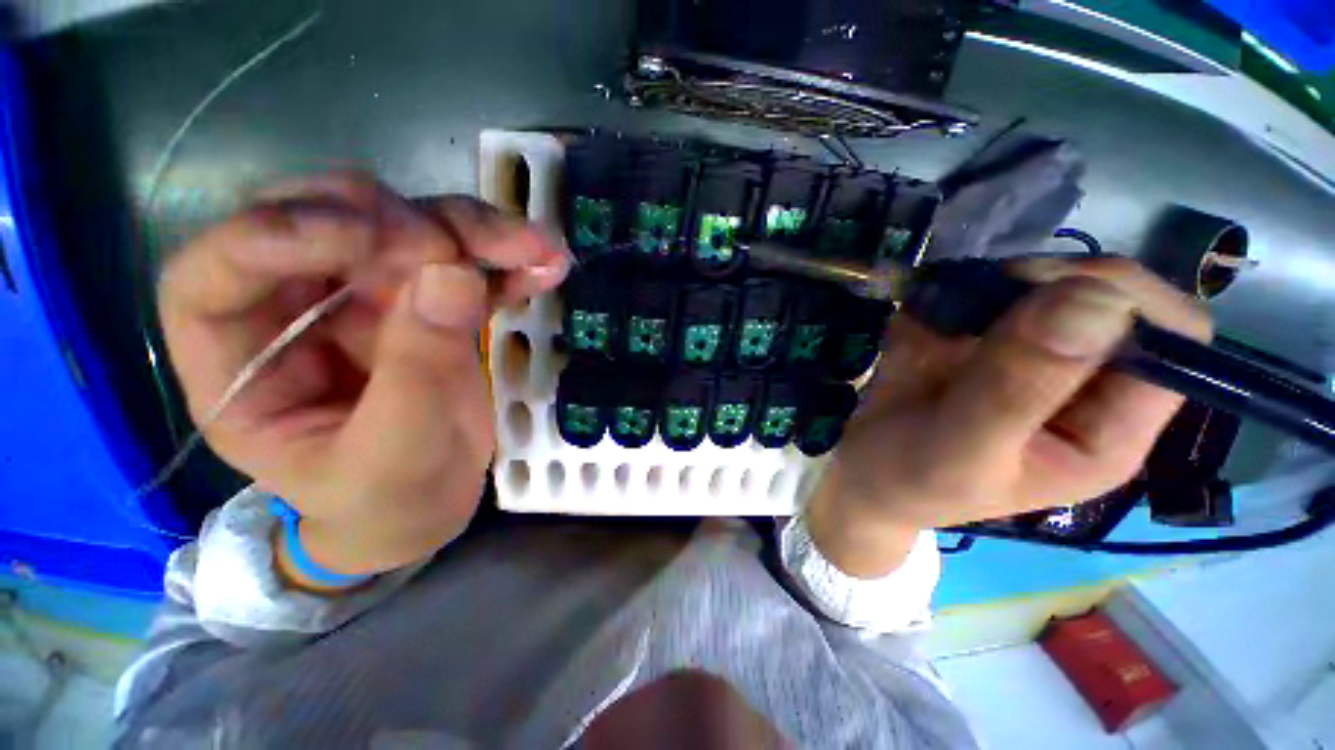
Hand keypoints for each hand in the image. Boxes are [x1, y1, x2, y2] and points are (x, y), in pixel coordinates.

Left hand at [158, 173, 568, 580]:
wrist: (427, 507)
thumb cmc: (387, 501)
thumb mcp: (397, 456)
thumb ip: (418, 371)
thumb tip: (453, 274)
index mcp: (243, 362)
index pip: (221, 268)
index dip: (285, 233)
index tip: (382, 241)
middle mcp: (296, 309)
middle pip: (326, 223)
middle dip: (404, 222)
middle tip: (469, 252)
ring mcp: (365, 298)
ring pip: (408, 228)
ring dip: (474, 232)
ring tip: (536, 248)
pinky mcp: (424, 302)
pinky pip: (462, 264)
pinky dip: (505, 262)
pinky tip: (544, 266)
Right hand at [807, 256, 1212, 576]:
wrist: (861, 471)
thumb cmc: (910, 479)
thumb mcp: (961, 450)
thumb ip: (1017, 390)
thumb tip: (1094, 301)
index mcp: (1108, 430)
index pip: (1173, 339)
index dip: (1125, 302)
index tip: (1038, 299)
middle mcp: (1085, 385)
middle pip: (1112, 295)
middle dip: (1041, 286)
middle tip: (970, 306)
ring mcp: (1032, 355)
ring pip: (1043, 283)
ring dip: (985, 291)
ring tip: (931, 332)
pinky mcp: (984, 339)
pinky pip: (982, 292)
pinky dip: (947, 296)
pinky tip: (917, 333)